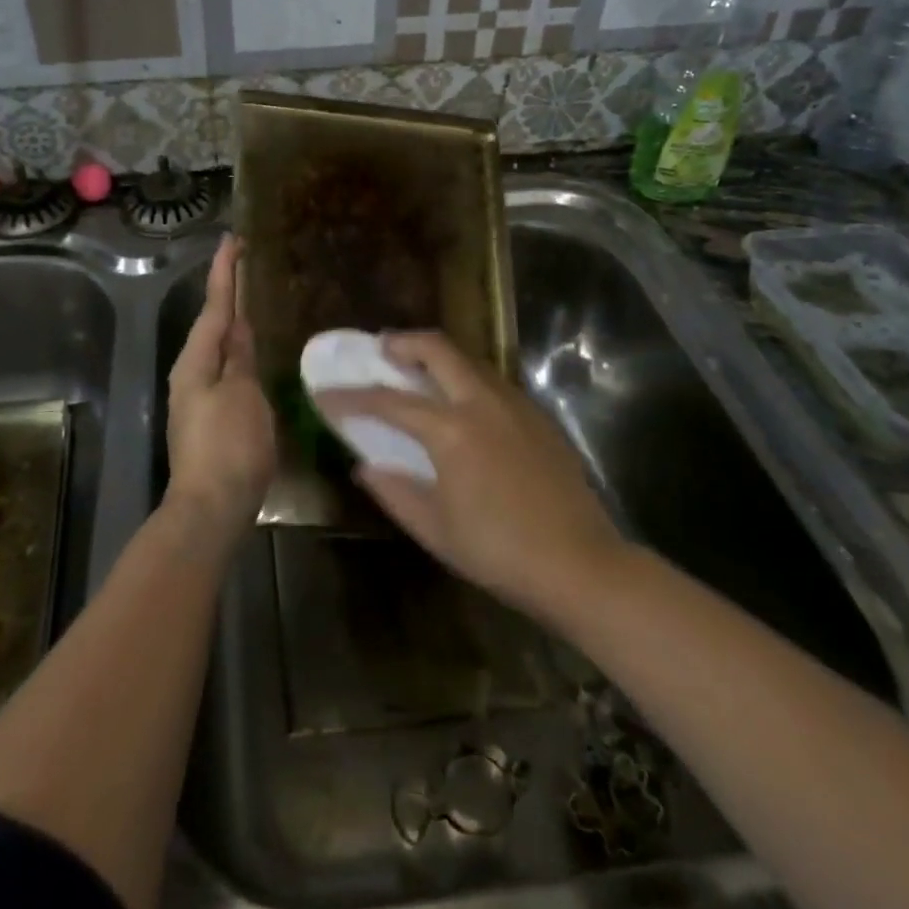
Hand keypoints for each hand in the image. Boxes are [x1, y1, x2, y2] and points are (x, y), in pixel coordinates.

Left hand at [165, 235, 275, 549]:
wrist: (210, 508)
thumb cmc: (229, 447)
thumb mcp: (243, 395)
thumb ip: (240, 356)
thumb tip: (237, 325)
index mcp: (197, 360)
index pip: (215, 304)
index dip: (225, 272)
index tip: (232, 240)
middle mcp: (192, 371)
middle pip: (212, 321)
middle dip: (226, 291)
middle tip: (243, 262)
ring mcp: (197, 395)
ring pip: (216, 345)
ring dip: (229, 318)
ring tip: (247, 297)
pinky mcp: (208, 416)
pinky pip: (222, 367)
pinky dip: (234, 348)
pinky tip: (247, 350)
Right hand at [316, 333, 626, 622]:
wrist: (582, 565)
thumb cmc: (500, 552)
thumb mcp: (436, 530)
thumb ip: (394, 492)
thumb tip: (364, 467)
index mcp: (451, 429)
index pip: (389, 401)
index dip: (351, 397)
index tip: (326, 393)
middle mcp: (482, 402)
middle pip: (436, 349)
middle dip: (402, 342)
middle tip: (381, 349)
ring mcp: (515, 405)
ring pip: (469, 360)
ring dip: (438, 356)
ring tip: (417, 371)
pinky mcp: (538, 417)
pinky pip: (492, 381)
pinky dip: (466, 377)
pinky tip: (463, 403)